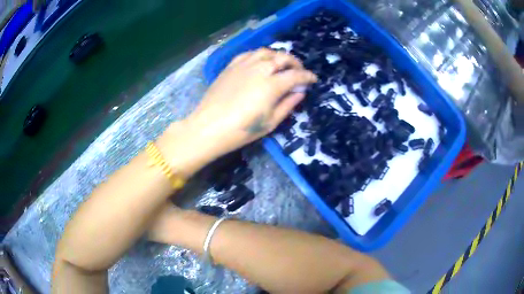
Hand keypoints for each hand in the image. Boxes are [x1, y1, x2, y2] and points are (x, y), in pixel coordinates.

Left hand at [187, 48, 316, 157]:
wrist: (209, 127)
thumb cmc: (241, 130)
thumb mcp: (270, 122)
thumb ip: (288, 104)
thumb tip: (300, 92)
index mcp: (272, 84)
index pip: (296, 75)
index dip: (308, 77)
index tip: (314, 80)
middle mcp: (260, 69)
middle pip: (283, 57)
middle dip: (296, 63)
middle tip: (299, 71)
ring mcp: (244, 65)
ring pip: (266, 52)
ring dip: (278, 56)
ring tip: (282, 65)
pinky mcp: (231, 66)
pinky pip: (249, 53)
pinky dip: (260, 55)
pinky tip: (260, 62)